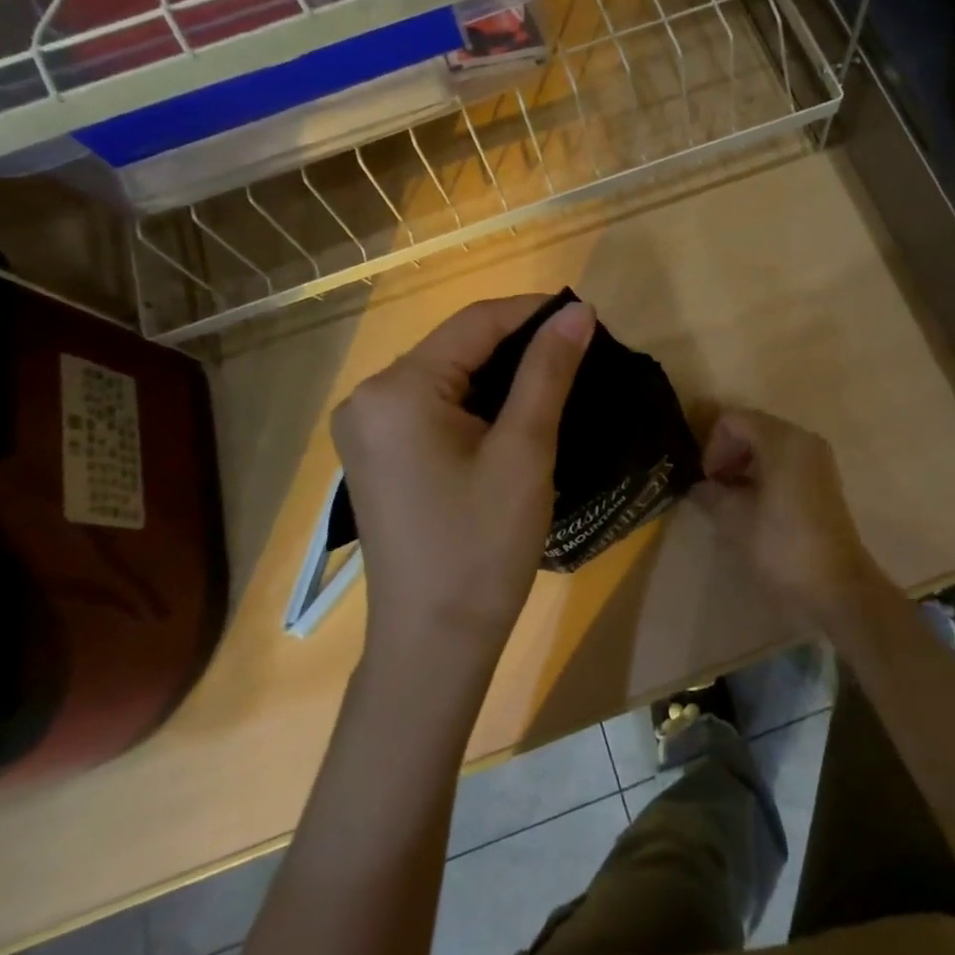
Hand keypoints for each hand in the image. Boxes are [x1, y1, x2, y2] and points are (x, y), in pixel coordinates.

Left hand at [332, 294, 594, 660]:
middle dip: (519, 345)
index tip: (587, 319)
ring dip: (500, 373)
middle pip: (456, 347)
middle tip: (579, 355)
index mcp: (397, 389)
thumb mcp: (524, 450)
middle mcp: (369, 397)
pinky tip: (513, 412)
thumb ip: (548, 370)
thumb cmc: (482, 546)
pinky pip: (431, 405)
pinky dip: (475, 401)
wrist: (433, 644)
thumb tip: (577, 311)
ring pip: (446, 375)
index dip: (534, 313)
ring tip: (557, 378)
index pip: (474, 323)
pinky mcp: (376, 454)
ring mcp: (367, 428)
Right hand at [690, 409, 885, 627]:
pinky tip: (755, 505)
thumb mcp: (734, 519)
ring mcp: (817, 458)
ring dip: (744, 464)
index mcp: (781, 439)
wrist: (837, 587)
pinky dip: (764, 473)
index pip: (732, 420)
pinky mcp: (823, 479)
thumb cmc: (782, 545)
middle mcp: (802, 438)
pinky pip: (785, 460)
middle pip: (752, 427)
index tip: (708, 481)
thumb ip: (711, 493)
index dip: (712, 446)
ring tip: (732, 500)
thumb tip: (698, 486)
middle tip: (715, 489)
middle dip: (727, 453)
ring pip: (768, 444)